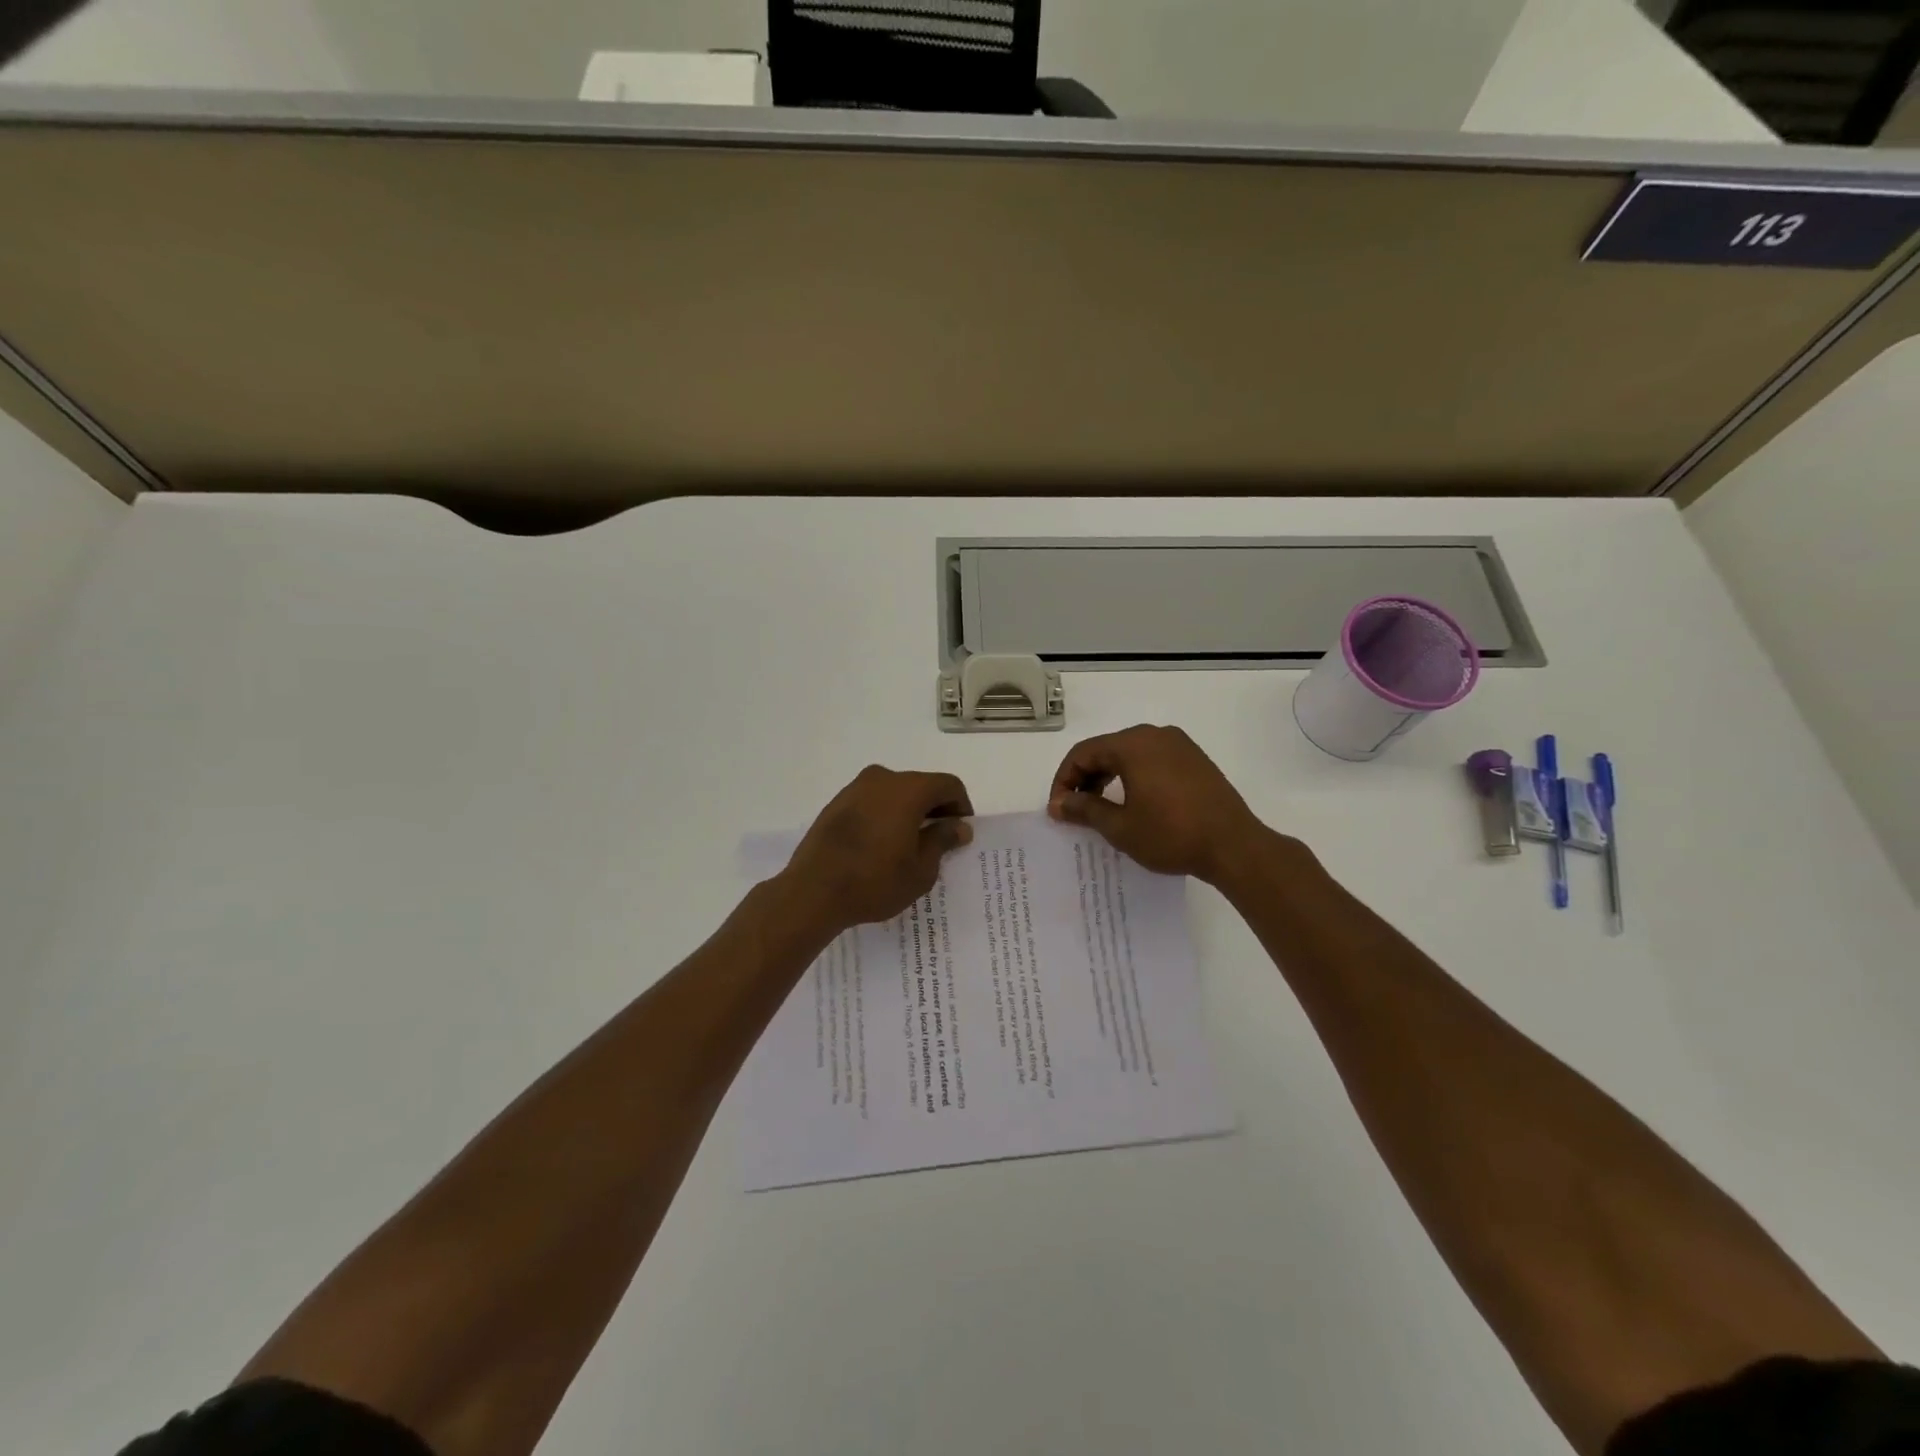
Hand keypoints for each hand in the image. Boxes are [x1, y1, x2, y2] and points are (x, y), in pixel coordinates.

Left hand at [782, 766, 974, 932]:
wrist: (812, 891)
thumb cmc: (875, 881)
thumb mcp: (921, 869)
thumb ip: (942, 840)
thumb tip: (958, 826)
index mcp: (909, 789)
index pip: (948, 785)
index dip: (961, 806)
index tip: (961, 832)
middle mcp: (882, 778)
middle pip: (921, 785)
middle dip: (935, 809)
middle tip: (939, 841)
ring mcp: (855, 789)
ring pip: (894, 793)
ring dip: (908, 812)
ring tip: (909, 845)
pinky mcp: (836, 804)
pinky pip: (872, 802)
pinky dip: (885, 815)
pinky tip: (882, 845)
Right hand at [1047, 724, 1267, 883]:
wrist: (1234, 846)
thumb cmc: (1171, 835)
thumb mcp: (1120, 827)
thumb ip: (1084, 810)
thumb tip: (1057, 804)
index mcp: (1132, 744)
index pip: (1083, 753)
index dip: (1064, 780)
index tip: (1058, 809)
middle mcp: (1155, 735)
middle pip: (1106, 750)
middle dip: (1084, 778)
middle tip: (1075, 810)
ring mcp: (1179, 745)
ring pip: (1129, 754)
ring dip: (1108, 778)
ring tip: (1100, 809)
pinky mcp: (1195, 759)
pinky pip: (1152, 760)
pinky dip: (1133, 777)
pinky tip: (1133, 803)